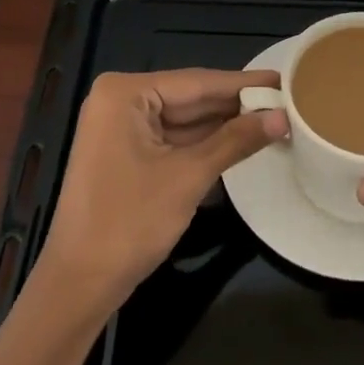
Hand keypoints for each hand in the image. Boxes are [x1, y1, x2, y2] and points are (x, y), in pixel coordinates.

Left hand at [36, 68, 288, 309]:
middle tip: (286, 100)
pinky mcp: (125, 152)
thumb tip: (281, 117)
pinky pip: (172, 138)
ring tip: (273, 118)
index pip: (196, 81)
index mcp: (125, 92)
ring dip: (224, 124)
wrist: (78, 285)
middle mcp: (120, 100)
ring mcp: (120, 127)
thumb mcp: (188, 177)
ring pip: (184, 119)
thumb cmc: (128, 223)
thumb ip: (235, 141)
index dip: (243, 83)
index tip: (283, 79)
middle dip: (236, 105)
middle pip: (190, 97)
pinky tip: (240, 139)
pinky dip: (204, 142)